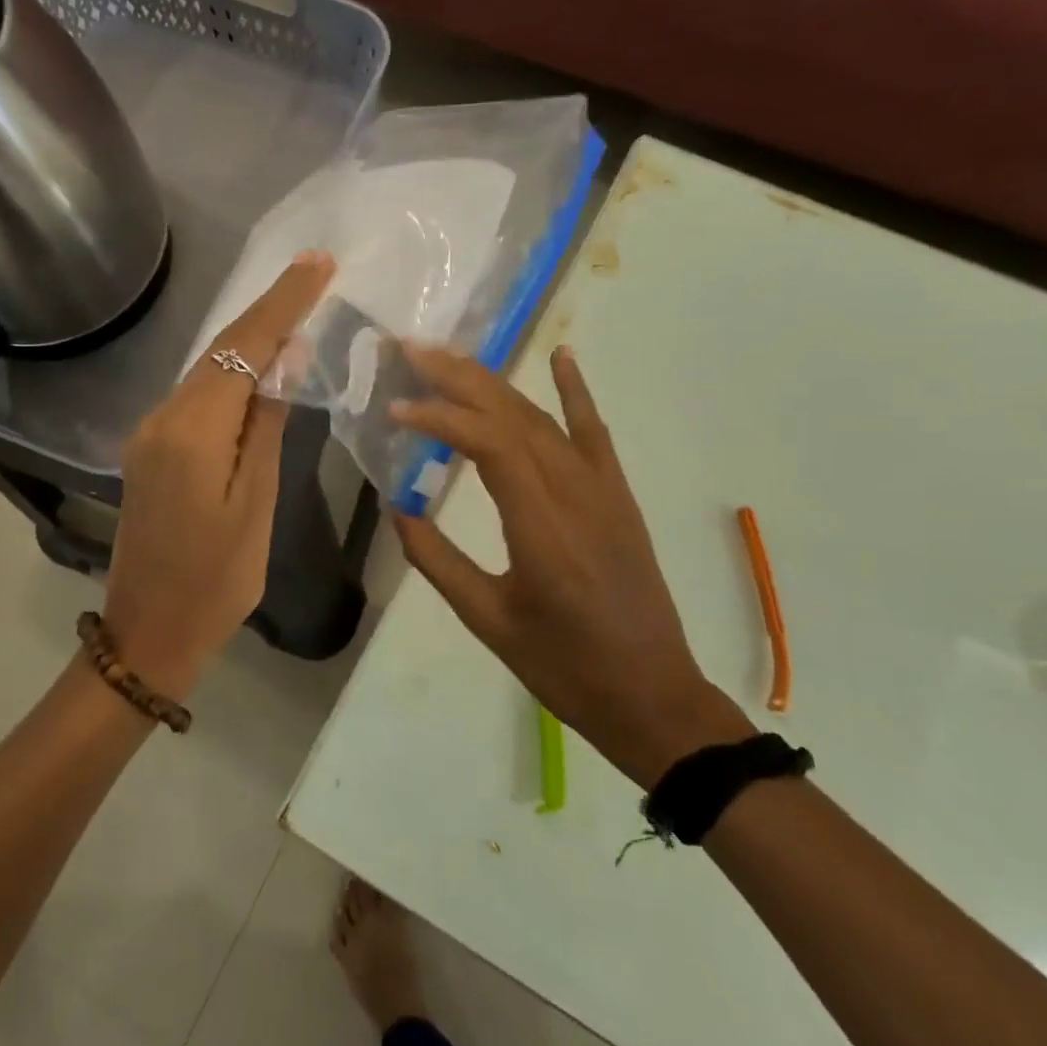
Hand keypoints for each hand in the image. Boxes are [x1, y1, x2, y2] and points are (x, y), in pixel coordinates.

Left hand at [101, 253, 335, 693]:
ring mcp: (150, 433)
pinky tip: (260, 366)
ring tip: (297, 306)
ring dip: (250, 338)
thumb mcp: (255, 503)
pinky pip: (197, 397)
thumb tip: (286, 360)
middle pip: (221, 350)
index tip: (318, 263)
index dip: (282, 302)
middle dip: (268, 308)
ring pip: (208, 370)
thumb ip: (267, 425)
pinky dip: (231, 374)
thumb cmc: (216, 579)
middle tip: (314, 271)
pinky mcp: (150, 449)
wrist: (149, 631)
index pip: (242, 348)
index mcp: (192, 431)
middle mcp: (162, 418)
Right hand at [391, 344, 751, 785]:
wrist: (652, 694)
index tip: (395, 409)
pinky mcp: (618, 495)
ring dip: (494, 382)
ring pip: (543, 418)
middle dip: (458, 377)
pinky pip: (594, 432)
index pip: (488, 444)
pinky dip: (576, 391)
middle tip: (410, 350)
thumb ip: (438, 561)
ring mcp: (602, 489)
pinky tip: (560, 356)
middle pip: (513, 415)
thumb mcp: (488, 621)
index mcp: (541, 525)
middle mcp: (574, 492)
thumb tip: (398, 508)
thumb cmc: (564, 666)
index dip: (439, 418)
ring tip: (449, 357)